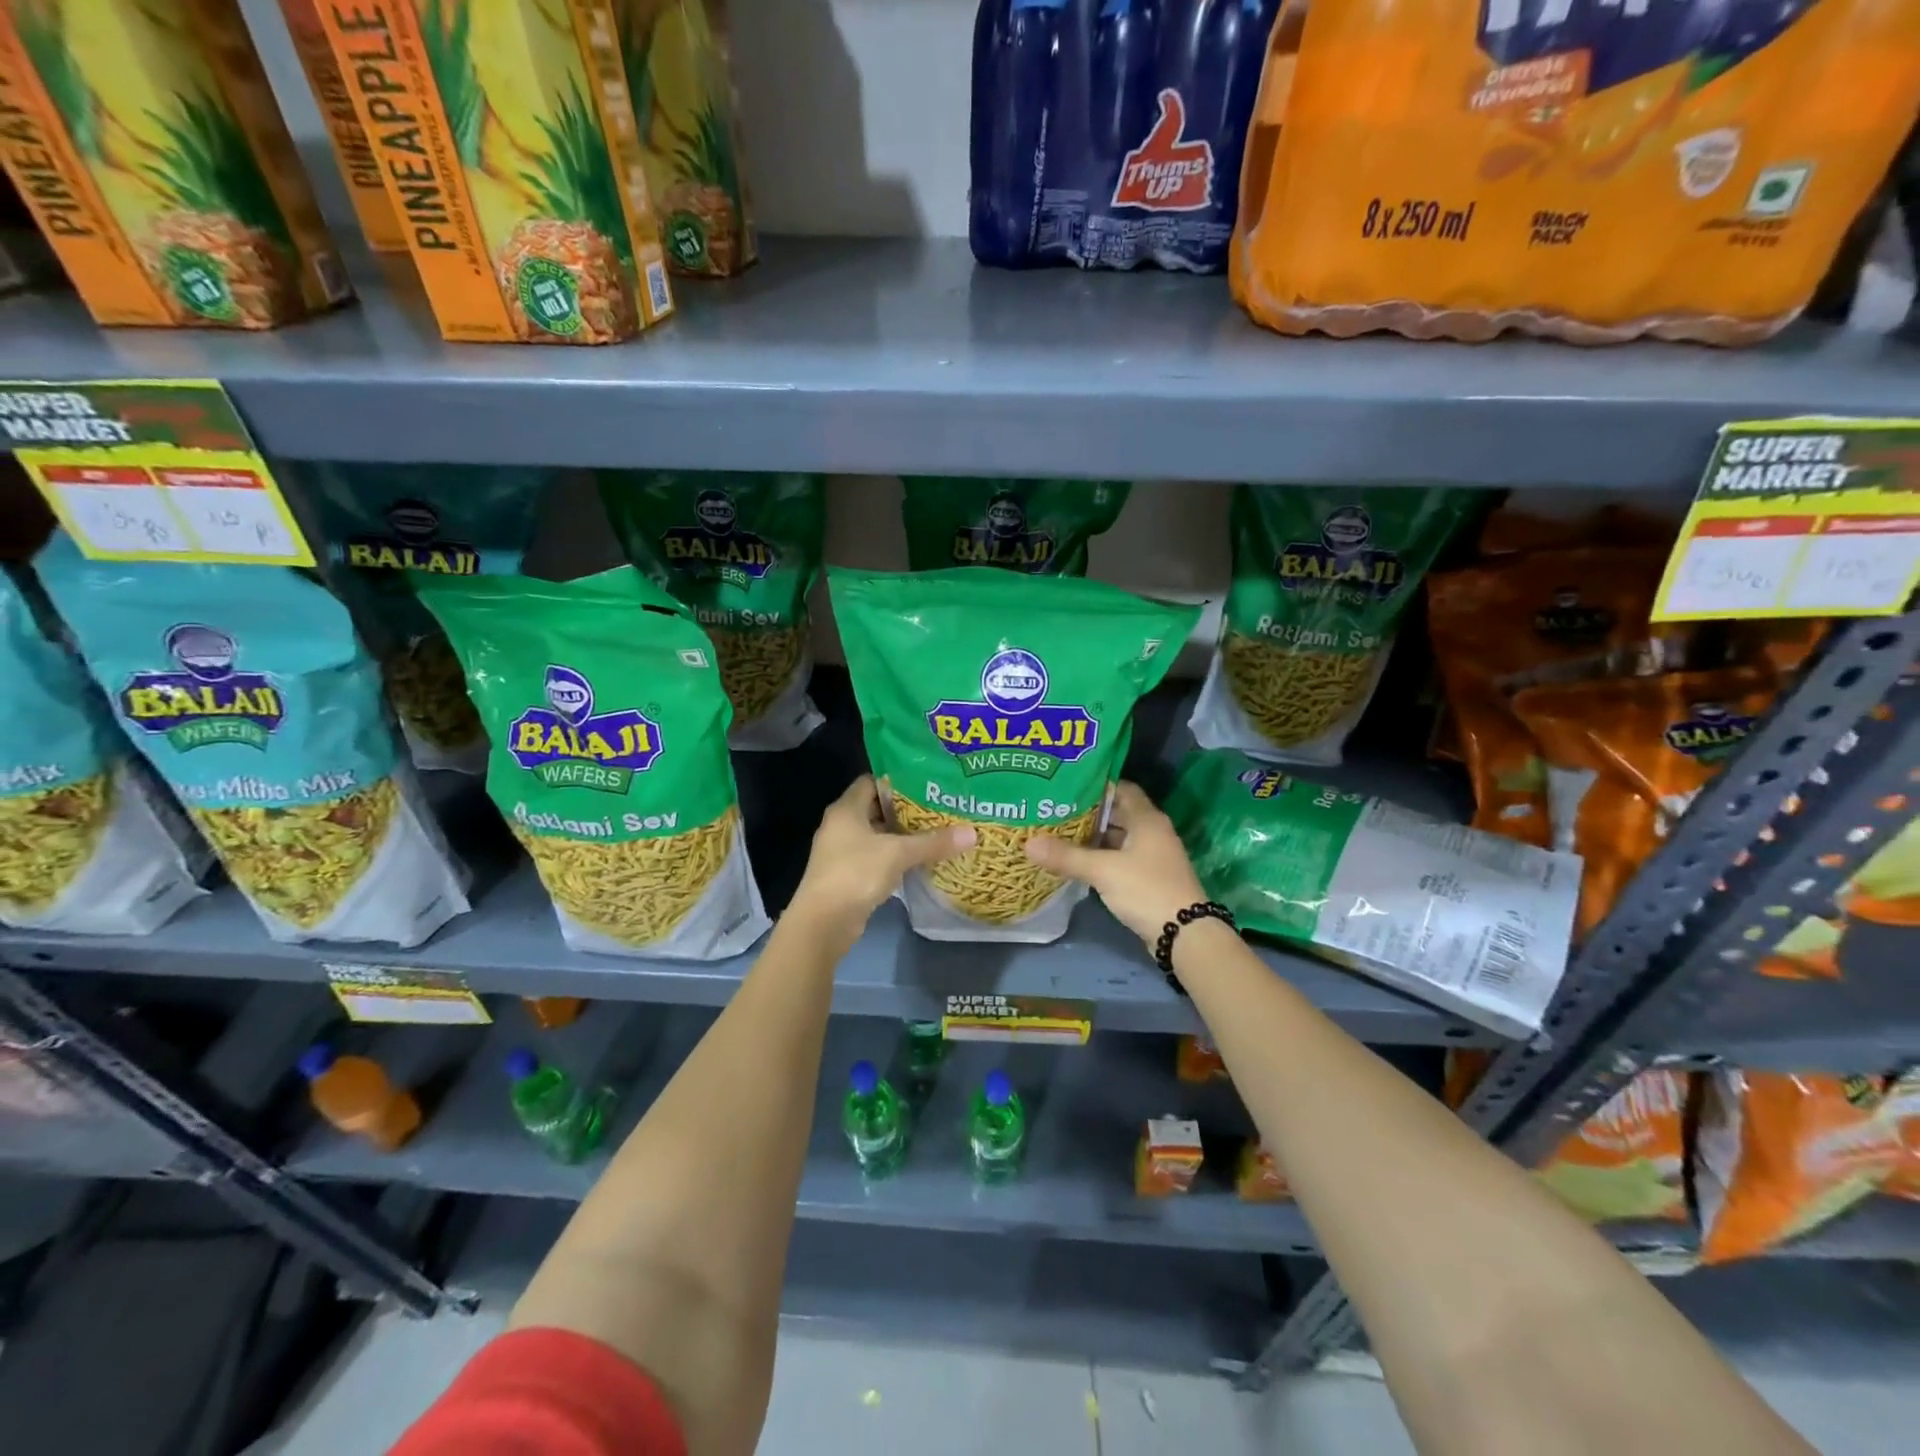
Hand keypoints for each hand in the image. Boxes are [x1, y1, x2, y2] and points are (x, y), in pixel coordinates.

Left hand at [790, 776, 975, 937]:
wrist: (824, 923)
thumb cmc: (856, 873)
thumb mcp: (898, 853)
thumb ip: (934, 841)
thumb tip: (972, 833)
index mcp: (846, 809)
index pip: (872, 782)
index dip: (897, 781)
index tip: (926, 784)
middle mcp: (841, 826)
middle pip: (876, 809)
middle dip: (906, 810)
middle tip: (939, 808)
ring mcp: (842, 852)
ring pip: (877, 836)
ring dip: (902, 836)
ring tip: (936, 832)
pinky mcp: (848, 876)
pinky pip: (876, 858)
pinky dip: (895, 858)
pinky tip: (920, 861)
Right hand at [1023, 781, 1207, 950]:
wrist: (1185, 934)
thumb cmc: (1146, 890)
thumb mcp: (1103, 871)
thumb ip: (1066, 856)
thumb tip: (1027, 843)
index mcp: (1147, 819)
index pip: (1122, 789)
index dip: (1097, 786)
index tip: (1067, 787)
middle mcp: (1152, 832)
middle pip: (1118, 814)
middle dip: (1089, 813)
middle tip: (1056, 810)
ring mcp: (1152, 857)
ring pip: (1119, 838)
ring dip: (1094, 838)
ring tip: (1059, 834)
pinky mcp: (1149, 878)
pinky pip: (1121, 859)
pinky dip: (1101, 858)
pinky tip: (1078, 862)